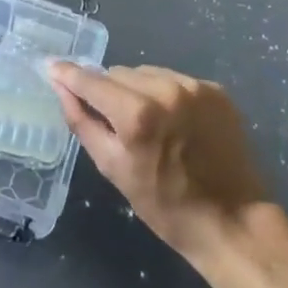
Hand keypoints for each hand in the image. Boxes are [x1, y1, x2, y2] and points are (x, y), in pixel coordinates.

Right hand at [47, 63, 268, 268]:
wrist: (234, 222)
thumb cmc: (167, 207)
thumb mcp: (115, 170)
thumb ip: (83, 123)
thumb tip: (61, 87)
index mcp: (137, 114)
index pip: (93, 81)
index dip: (70, 75)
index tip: (52, 66)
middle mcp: (165, 89)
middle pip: (120, 74)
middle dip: (111, 91)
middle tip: (115, 121)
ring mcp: (194, 86)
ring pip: (147, 72)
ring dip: (139, 90)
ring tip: (149, 124)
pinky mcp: (215, 89)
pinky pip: (176, 79)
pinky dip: (168, 94)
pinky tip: (176, 122)